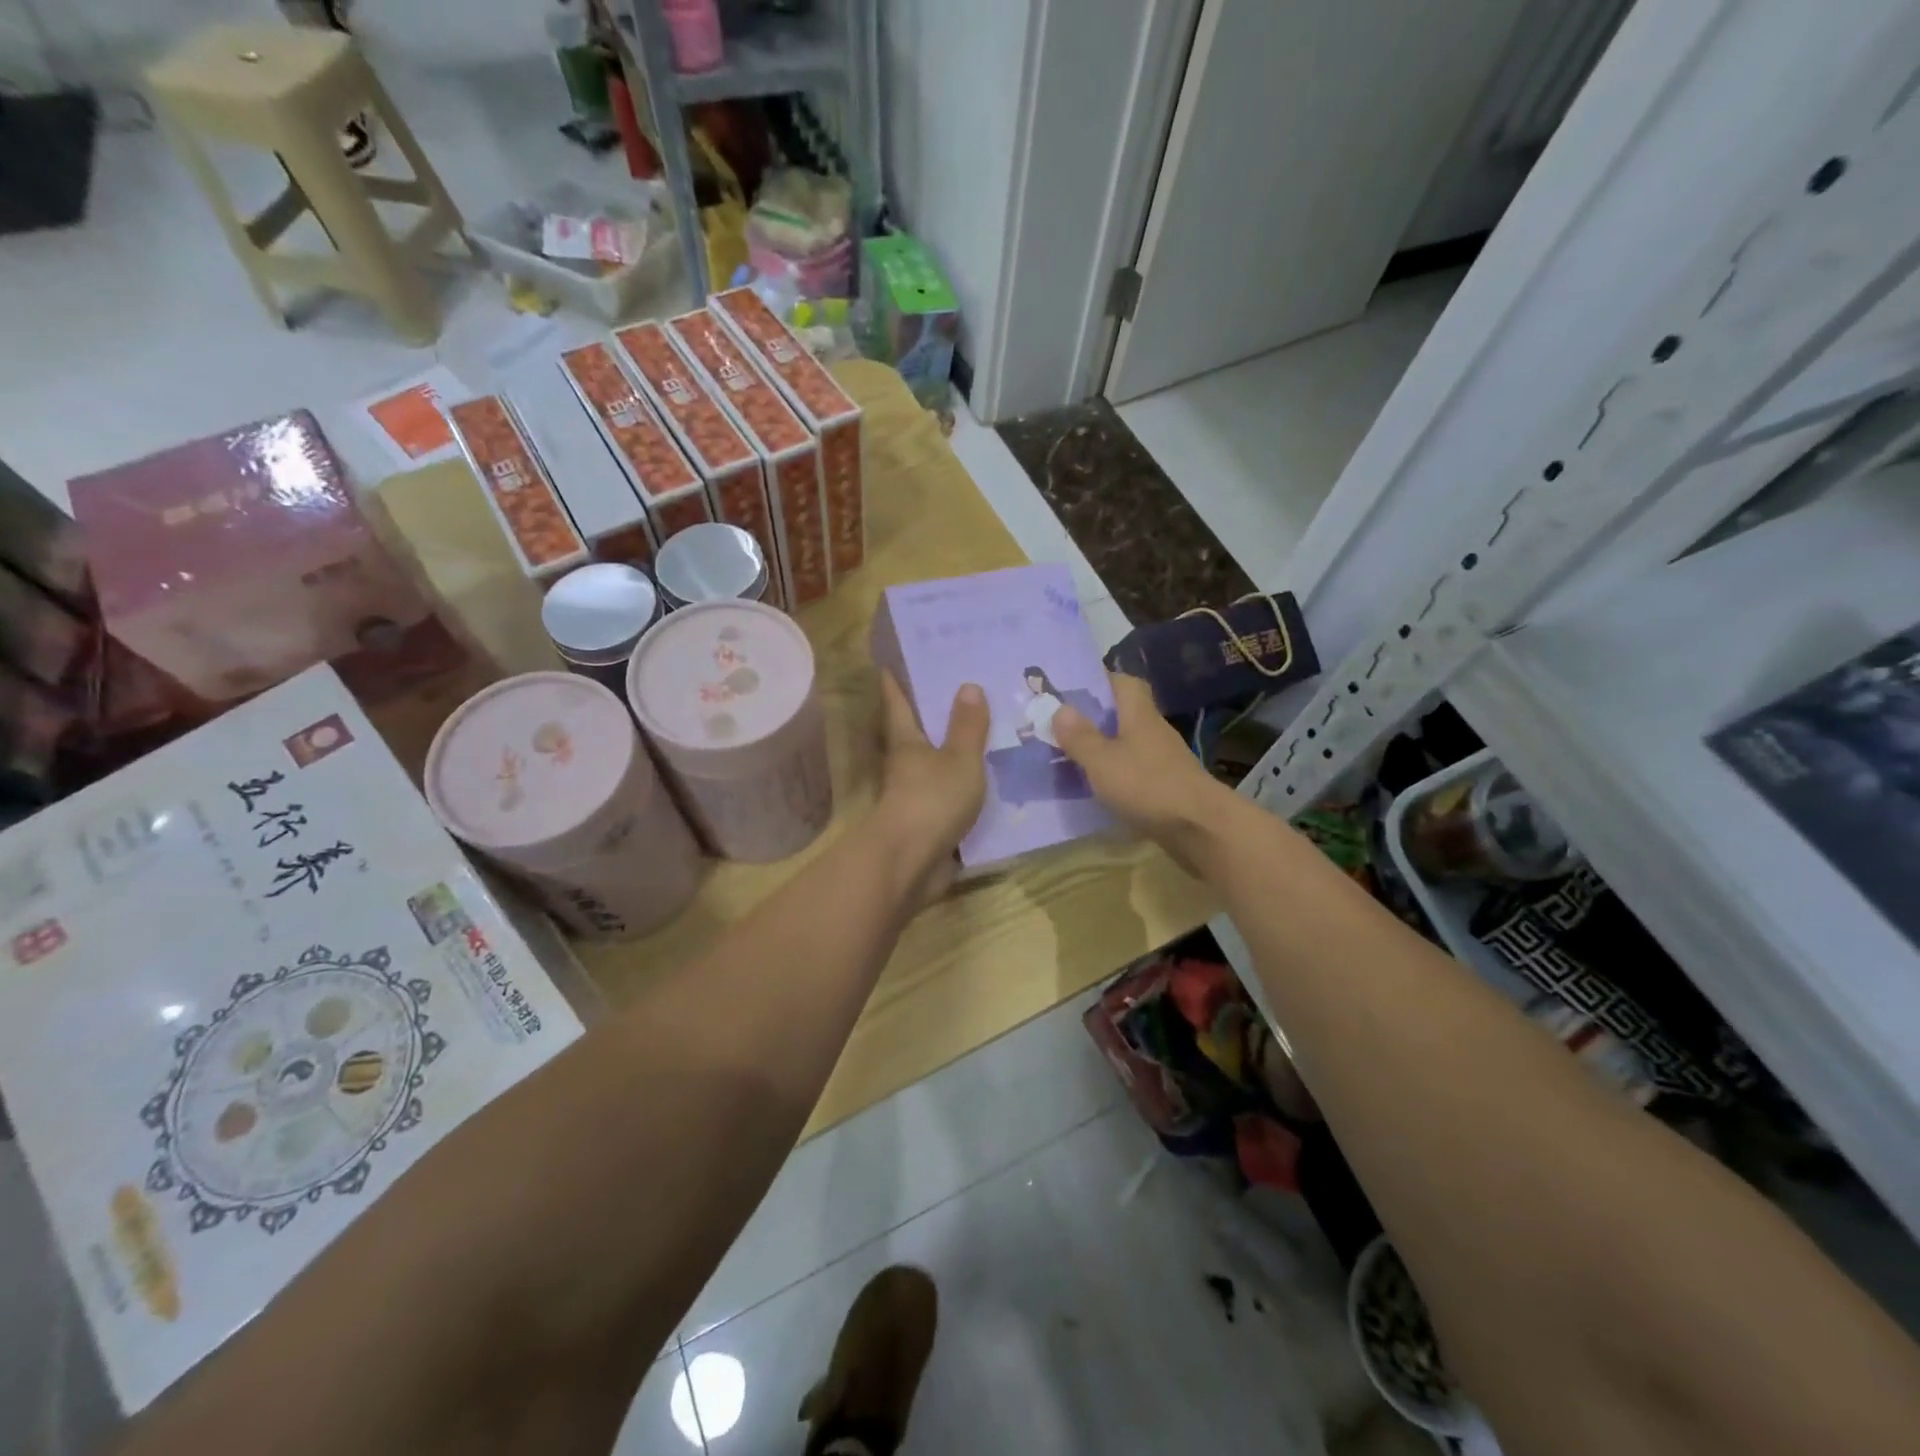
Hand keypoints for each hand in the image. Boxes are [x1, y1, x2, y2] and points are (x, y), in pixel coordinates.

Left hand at [873, 673, 989, 902]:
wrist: (910, 862)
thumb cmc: (932, 799)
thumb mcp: (959, 759)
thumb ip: (967, 727)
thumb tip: (968, 685)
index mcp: (906, 744)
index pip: (898, 706)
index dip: (894, 685)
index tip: (887, 666)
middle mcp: (905, 768)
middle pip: (913, 737)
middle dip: (928, 719)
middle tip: (955, 695)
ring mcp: (914, 799)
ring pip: (932, 770)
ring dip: (949, 757)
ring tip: (981, 739)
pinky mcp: (927, 826)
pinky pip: (948, 801)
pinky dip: (963, 791)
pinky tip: (987, 786)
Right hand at [1052, 672, 1235, 875]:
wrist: (1199, 827)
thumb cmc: (1147, 785)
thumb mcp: (1102, 760)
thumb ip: (1080, 736)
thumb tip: (1059, 708)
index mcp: (1139, 714)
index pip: (1123, 682)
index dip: (1099, 681)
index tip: (1071, 691)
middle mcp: (1152, 731)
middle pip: (1123, 714)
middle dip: (1094, 718)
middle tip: (1060, 727)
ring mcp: (1162, 759)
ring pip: (1127, 743)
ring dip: (1103, 748)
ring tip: (1069, 757)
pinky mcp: (1165, 785)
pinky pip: (1133, 770)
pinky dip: (1114, 774)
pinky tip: (1095, 787)